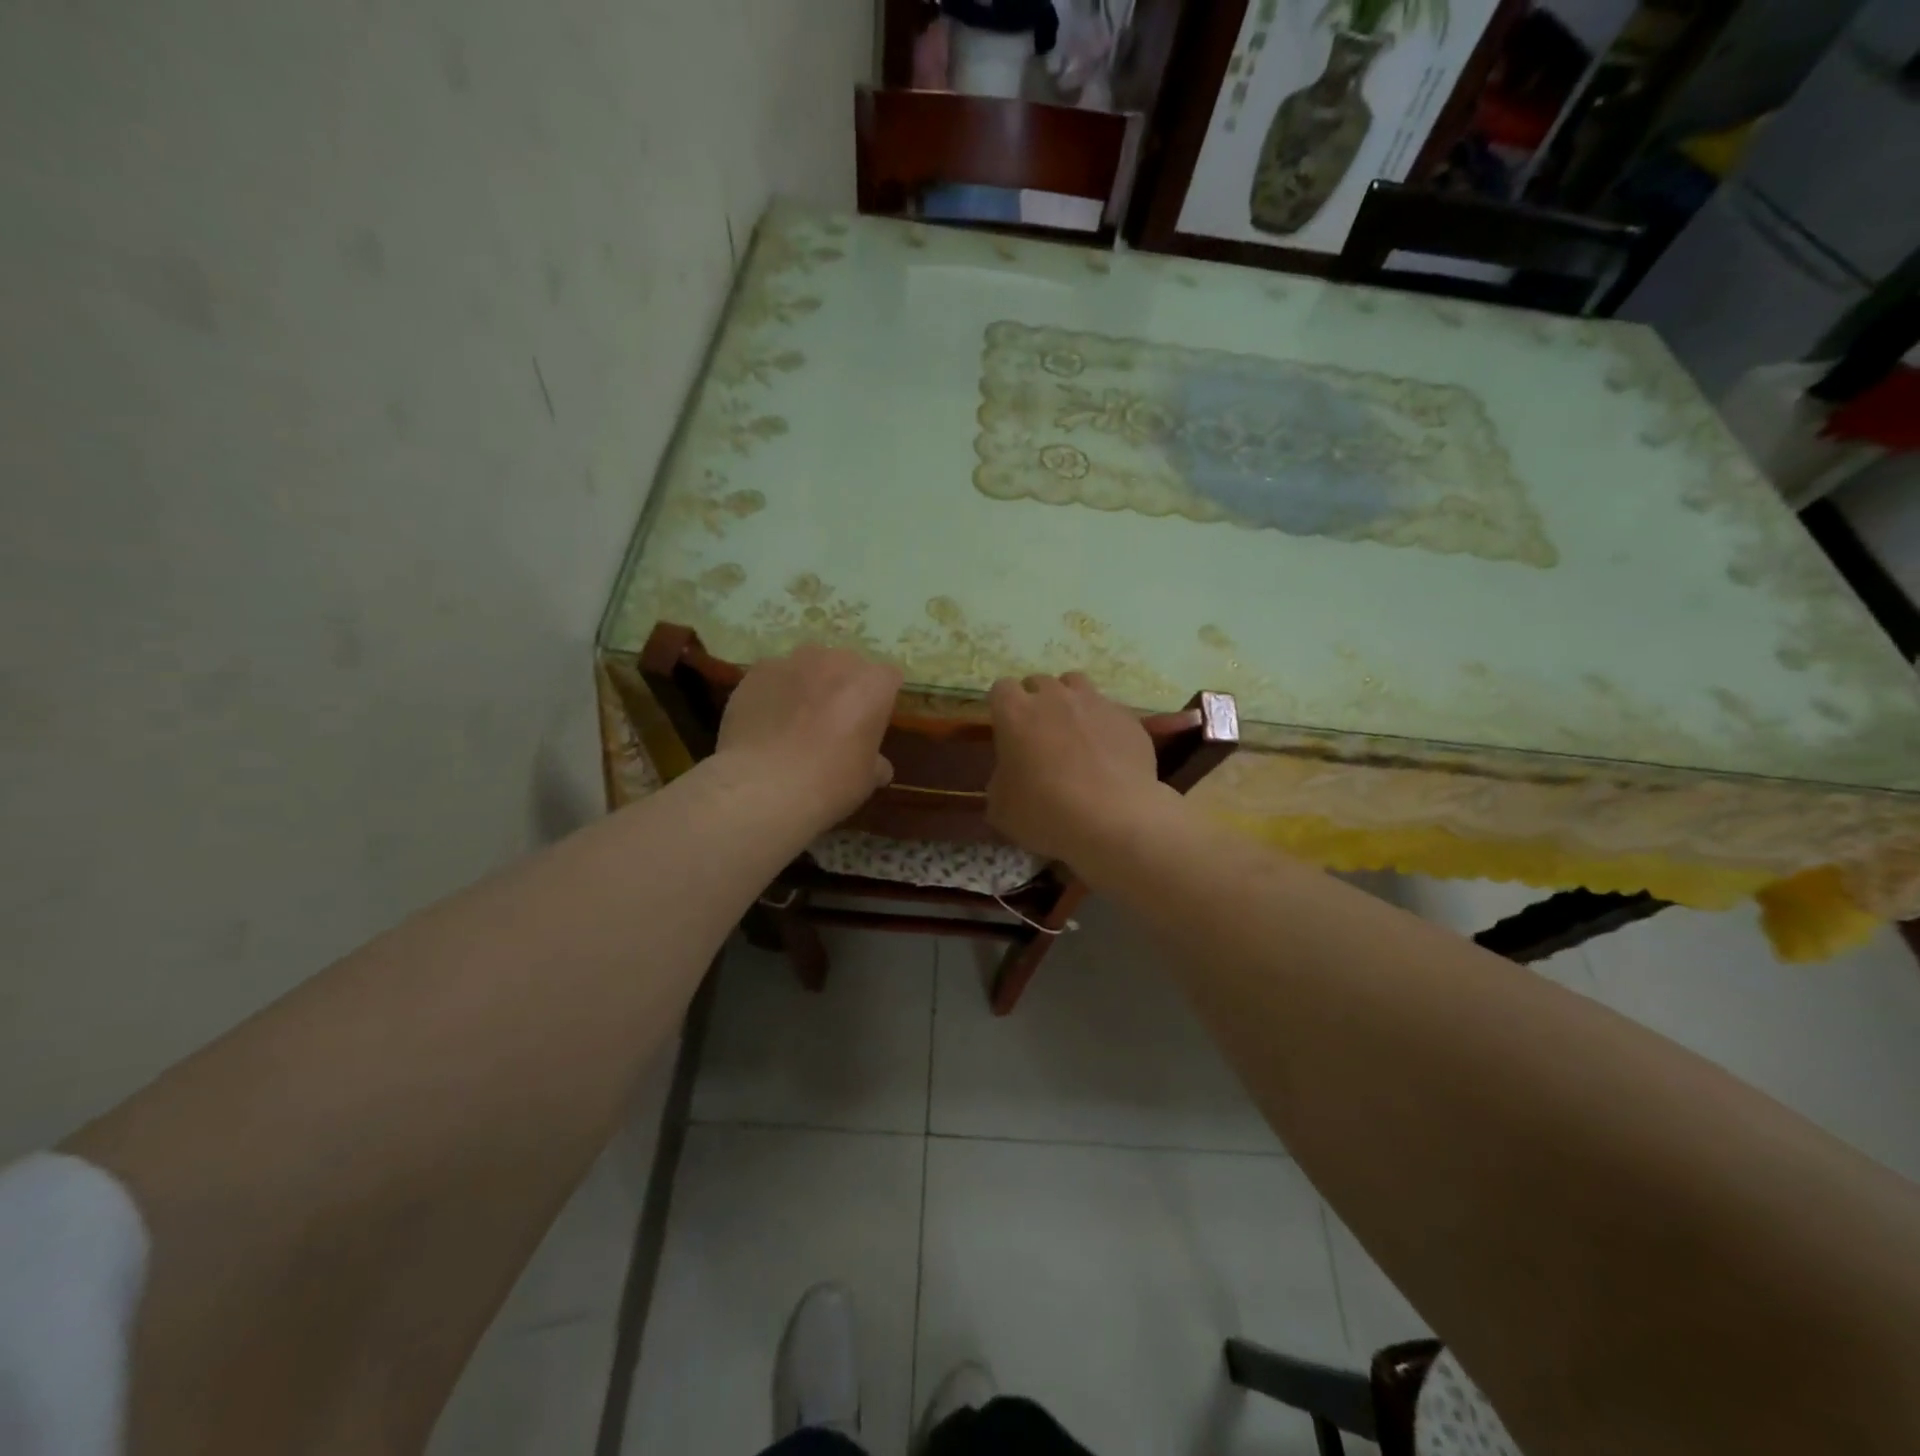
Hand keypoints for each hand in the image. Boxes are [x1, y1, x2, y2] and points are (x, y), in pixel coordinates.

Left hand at [715, 646, 902, 829]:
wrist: (761, 786)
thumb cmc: (828, 783)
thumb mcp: (865, 780)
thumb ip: (875, 763)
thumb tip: (879, 767)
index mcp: (873, 684)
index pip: (888, 678)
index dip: (879, 700)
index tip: (870, 723)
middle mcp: (837, 661)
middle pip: (847, 666)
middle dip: (844, 687)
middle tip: (833, 722)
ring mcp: (794, 661)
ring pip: (809, 666)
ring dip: (808, 684)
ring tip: (795, 719)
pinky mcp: (758, 671)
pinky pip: (774, 677)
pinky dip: (774, 693)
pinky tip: (765, 722)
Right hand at [986, 673, 1175, 863]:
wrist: (1112, 820)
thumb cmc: (1045, 813)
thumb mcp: (1001, 807)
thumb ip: (1001, 780)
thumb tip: (1011, 777)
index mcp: (1015, 713)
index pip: (1001, 688)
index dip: (1003, 707)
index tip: (1006, 729)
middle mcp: (1054, 697)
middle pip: (1039, 682)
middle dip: (1036, 701)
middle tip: (1040, 734)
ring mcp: (1094, 702)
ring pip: (1076, 684)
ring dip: (1070, 701)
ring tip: (1074, 731)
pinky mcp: (1126, 717)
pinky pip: (1109, 709)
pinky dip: (1103, 723)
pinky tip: (1107, 751)